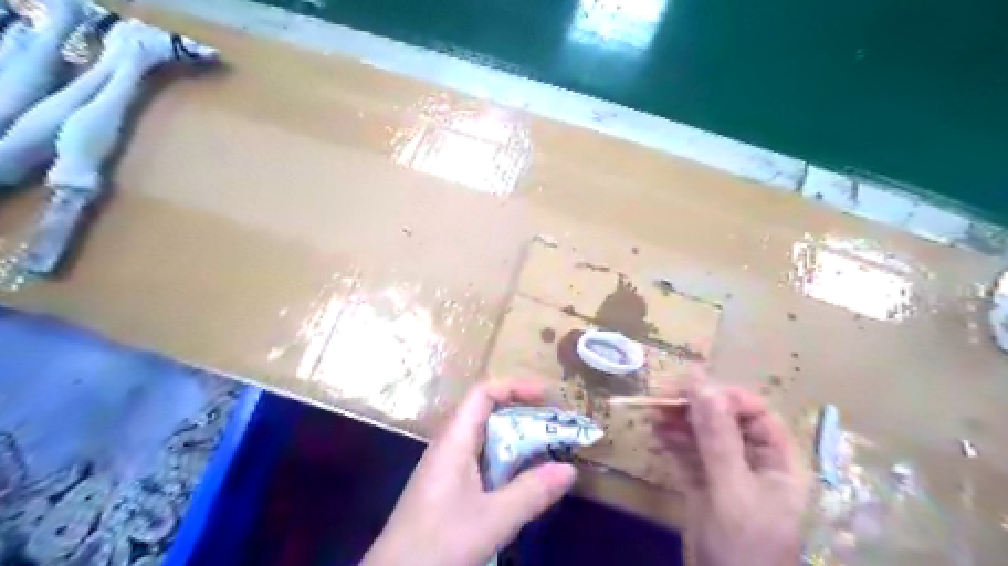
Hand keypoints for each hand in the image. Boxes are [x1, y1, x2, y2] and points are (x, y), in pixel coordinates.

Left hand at [366, 380, 578, 565]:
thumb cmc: (439, 543)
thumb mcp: (492, 519)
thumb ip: (531, 492)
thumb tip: (570, 469)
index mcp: (455, 440)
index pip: (483, 394)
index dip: (514, 387)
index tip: (546, 396)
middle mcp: (449, 446)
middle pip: (487, 414)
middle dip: (523, 415)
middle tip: (556, 427)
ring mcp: (446, 468)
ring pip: (486, 441)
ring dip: (516, 441)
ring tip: (548, 450)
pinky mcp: (447, 488)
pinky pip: (481, 462)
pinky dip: (506, 463)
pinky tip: (522, 482)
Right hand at [655, 385, 807, 565]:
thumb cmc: (744, 549)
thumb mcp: (732, 490)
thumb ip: (717, 437)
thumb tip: (701, 384)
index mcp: (779, 463)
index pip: (755, 413)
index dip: (724, 397)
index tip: (689, 389)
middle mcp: (755, 465)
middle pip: (726, 421)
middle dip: (696, 407)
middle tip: (663, 397)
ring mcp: (727, 476)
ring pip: (704, 437)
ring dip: (679, 422)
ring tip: (653, 412)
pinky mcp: (704, 488)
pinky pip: (689, 456)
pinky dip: (673, 442)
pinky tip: (656, 432)